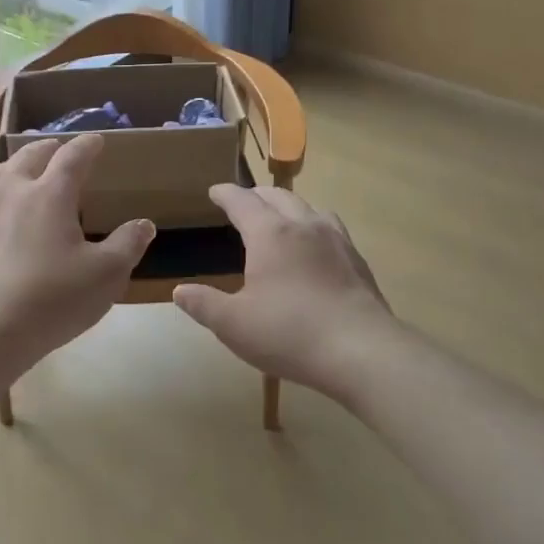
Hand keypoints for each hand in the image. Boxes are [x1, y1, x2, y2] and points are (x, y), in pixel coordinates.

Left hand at [0, 135, 154, 375]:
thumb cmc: (53, 298)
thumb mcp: (107, 275)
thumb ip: (128, 244)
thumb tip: (143, 224)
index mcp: (50, 194)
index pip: (72, 157)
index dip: (87, 145)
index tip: (96, 140)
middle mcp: (13, 192)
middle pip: (29, 156)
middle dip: (48, 148)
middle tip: (58, 148)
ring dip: (14, 166)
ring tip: (22, 170)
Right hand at [173, 184, 400, 405]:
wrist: (362, 352)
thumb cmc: (290, 333)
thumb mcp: (233, 324)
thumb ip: (204, 304)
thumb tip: (180, 291)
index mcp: (270, 234)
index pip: (243, 201)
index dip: (226, 194)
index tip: (215, 191)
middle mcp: (304, 226)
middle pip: (277, 196)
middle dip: (256, 195)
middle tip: (243, 202)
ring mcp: (335, 240)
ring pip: (308, 207)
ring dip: (288, 205)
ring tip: (279, 217)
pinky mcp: (356, 260)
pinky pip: (330, 227)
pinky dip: (313, 224)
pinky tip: (314, 246)